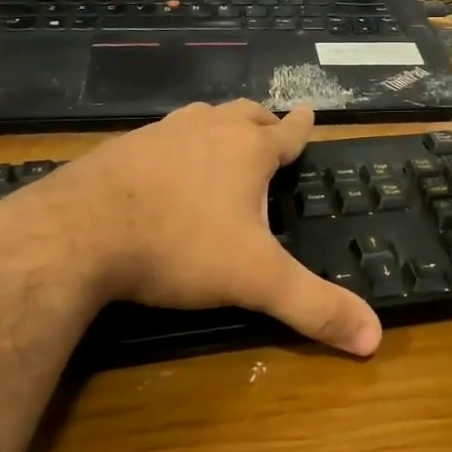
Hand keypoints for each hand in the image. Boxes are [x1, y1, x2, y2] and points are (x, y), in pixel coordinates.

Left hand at [0, 100, 382, 356]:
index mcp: (246, 151)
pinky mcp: (119, 150)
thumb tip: (374, 339)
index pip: (287, 132)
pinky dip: (173, 146)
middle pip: (243, 114)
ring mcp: (158, 135)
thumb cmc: (180, 246)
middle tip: (270, 131)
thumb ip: (314, 307)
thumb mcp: (256, 280)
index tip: (311, 112)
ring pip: (199, 118)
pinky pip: (158, 138)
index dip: (303, 126)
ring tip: (220, 141)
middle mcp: (206, 130)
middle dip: (262, 121)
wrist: (76, 234)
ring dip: (216, 126)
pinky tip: (162, 169)